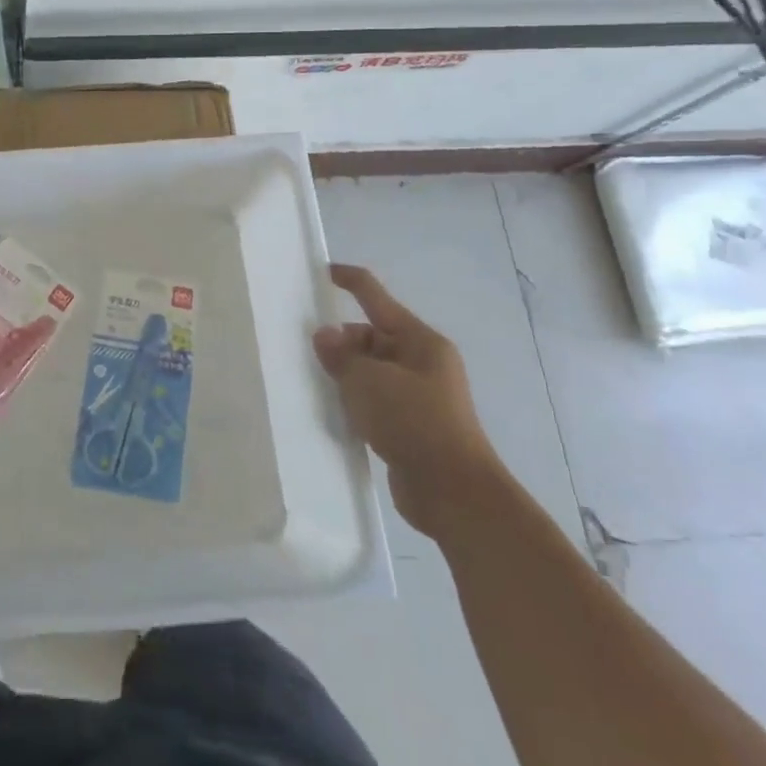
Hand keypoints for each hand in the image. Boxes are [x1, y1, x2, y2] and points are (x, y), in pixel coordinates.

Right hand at [313, 264, 506, 540]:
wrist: (455, 494)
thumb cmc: (414, 423)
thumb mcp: (367, 381)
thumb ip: (341, 355)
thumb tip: (325, 334)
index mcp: (420, 341)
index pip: (376, 297)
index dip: (350, 280)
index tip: (322, 271)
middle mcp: (423, 362)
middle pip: (372, 336)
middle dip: (342, 342)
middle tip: (310, 356)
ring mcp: (420, 395)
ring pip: (372, 370)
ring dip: (347, 375)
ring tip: (318, 386)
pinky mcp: (413, 425)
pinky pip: (376, 400)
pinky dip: (356, 402)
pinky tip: (337, 414)